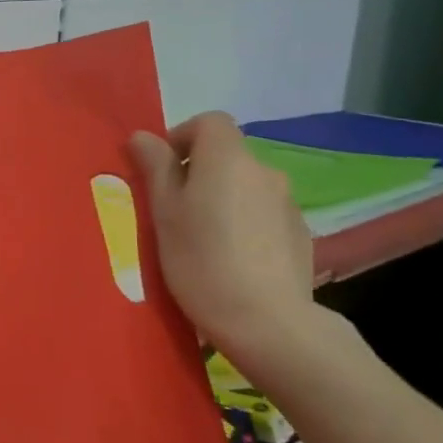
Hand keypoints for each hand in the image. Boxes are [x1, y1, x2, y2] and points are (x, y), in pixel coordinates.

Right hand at [129, 112, 318, 364]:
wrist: (267, 321)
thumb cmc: (201, 260)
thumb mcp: (164, 212)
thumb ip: (154, 167)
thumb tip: (143, 136)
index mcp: (228, 159)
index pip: (209, 121)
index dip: (181, 136)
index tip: (161, 170)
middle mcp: (263, 170)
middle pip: (226, 154)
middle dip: (198, 172)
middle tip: (173, 211)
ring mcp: (287, 202)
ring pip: (244, 185)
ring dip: (221, 198)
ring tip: (202, 238)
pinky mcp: (299, 232)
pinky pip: (262, 212)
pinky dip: (244, 221)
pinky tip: (231, 257)